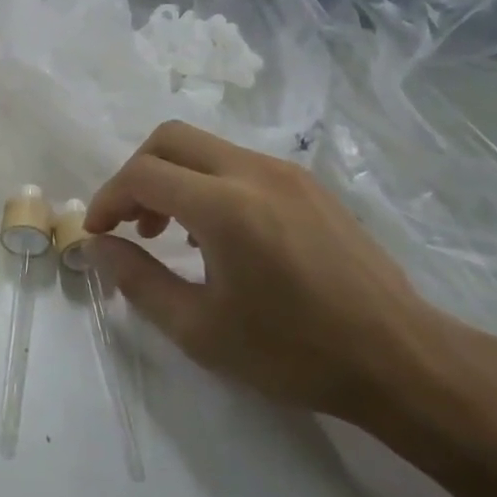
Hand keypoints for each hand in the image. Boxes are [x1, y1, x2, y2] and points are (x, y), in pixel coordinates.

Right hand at [84, 121, 450, 422]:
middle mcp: (253, 171)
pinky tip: (220, 234)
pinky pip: (239, 162)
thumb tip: (99, 247)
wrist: (399, 358)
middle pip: (170, 138)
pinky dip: (208, 182)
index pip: (142, 174)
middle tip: (131, 223)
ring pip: (206, 147)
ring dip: (173, 176)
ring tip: (172, 233)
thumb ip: (138, 281)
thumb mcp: (201, 330)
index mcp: (224, 206)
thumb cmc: (294, 352)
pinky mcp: (308, 183)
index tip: (97, 233)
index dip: (107, 198)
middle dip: (136, 173)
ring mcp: (286, 171)